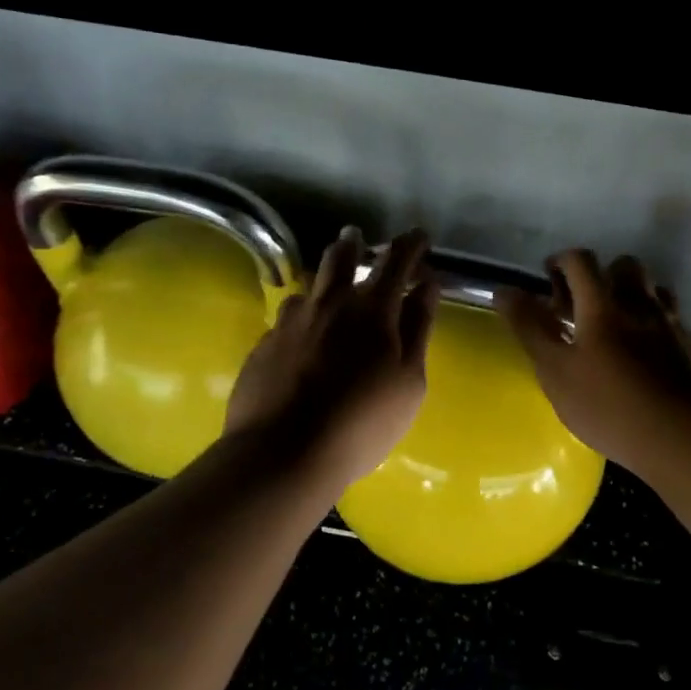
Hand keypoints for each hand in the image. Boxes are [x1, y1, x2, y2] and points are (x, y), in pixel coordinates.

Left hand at [225, 227, 439, 488]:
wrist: (282, 453)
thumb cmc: (362, 422)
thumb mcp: (408, 380)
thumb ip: (418, 327)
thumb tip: (427, 284)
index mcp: (372, 309)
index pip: (396, 260)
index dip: (410, 244)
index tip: (419, 236)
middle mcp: (328, 303)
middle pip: (340, 257)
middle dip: (354, 244)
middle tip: (358, 239)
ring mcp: (290, 321)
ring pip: (309, 286)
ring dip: (323, 280)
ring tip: (328, 290)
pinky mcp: (264, 344)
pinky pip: (287, 317)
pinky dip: (302, 316)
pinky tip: (302, 336)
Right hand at [497, 250, 690, 479]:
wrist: (686, 441)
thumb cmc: (609, 406)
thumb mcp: (555, 371)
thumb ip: (529, 328)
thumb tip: (503, 290)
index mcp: (603, 306)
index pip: (581, 261)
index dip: (561, 261)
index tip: (547, 277)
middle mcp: (642, 305)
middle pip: (625, 266)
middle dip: (602, 275)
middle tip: (584, 305)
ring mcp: (674, 327)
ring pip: (656, 291)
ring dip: (634, 297)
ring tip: (618, 327)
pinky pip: (677, 325)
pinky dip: (660, 329)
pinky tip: (652, 356)